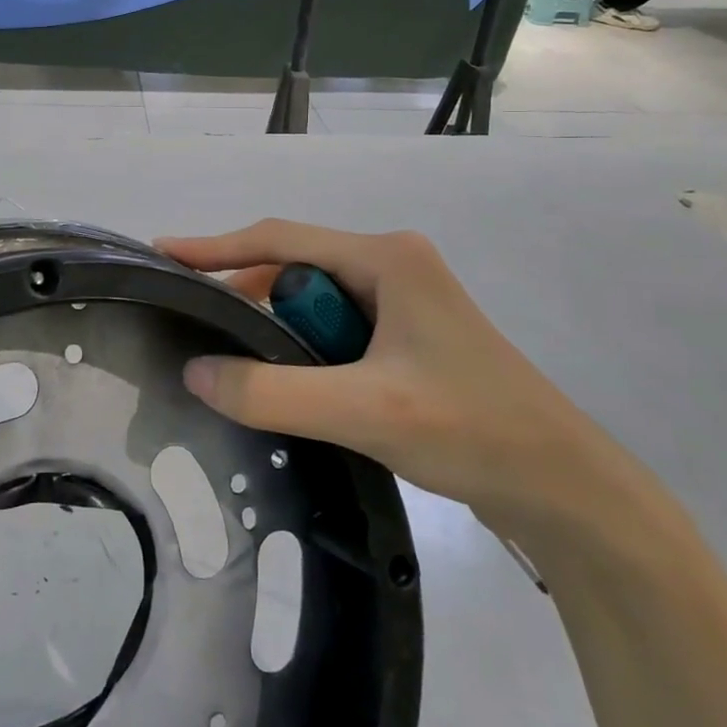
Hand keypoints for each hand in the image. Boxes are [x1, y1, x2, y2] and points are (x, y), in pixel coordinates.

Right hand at [155, 220, 628, 529]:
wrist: (564, 487)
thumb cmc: (470, 429)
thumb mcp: (362, 409)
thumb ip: (272, 392)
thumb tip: (194, 372)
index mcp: (386, 257)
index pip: (280, 239)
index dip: (216, 246)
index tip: (163, 253)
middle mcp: (392, 264)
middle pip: (294, 267)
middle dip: (244, 293)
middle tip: (194, 323)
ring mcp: (402, 301)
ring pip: (313, 301)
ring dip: (274, 327)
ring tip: (231, 359)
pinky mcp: (406, 337)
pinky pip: (334, 329)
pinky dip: (302, 348)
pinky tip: (284, 380)